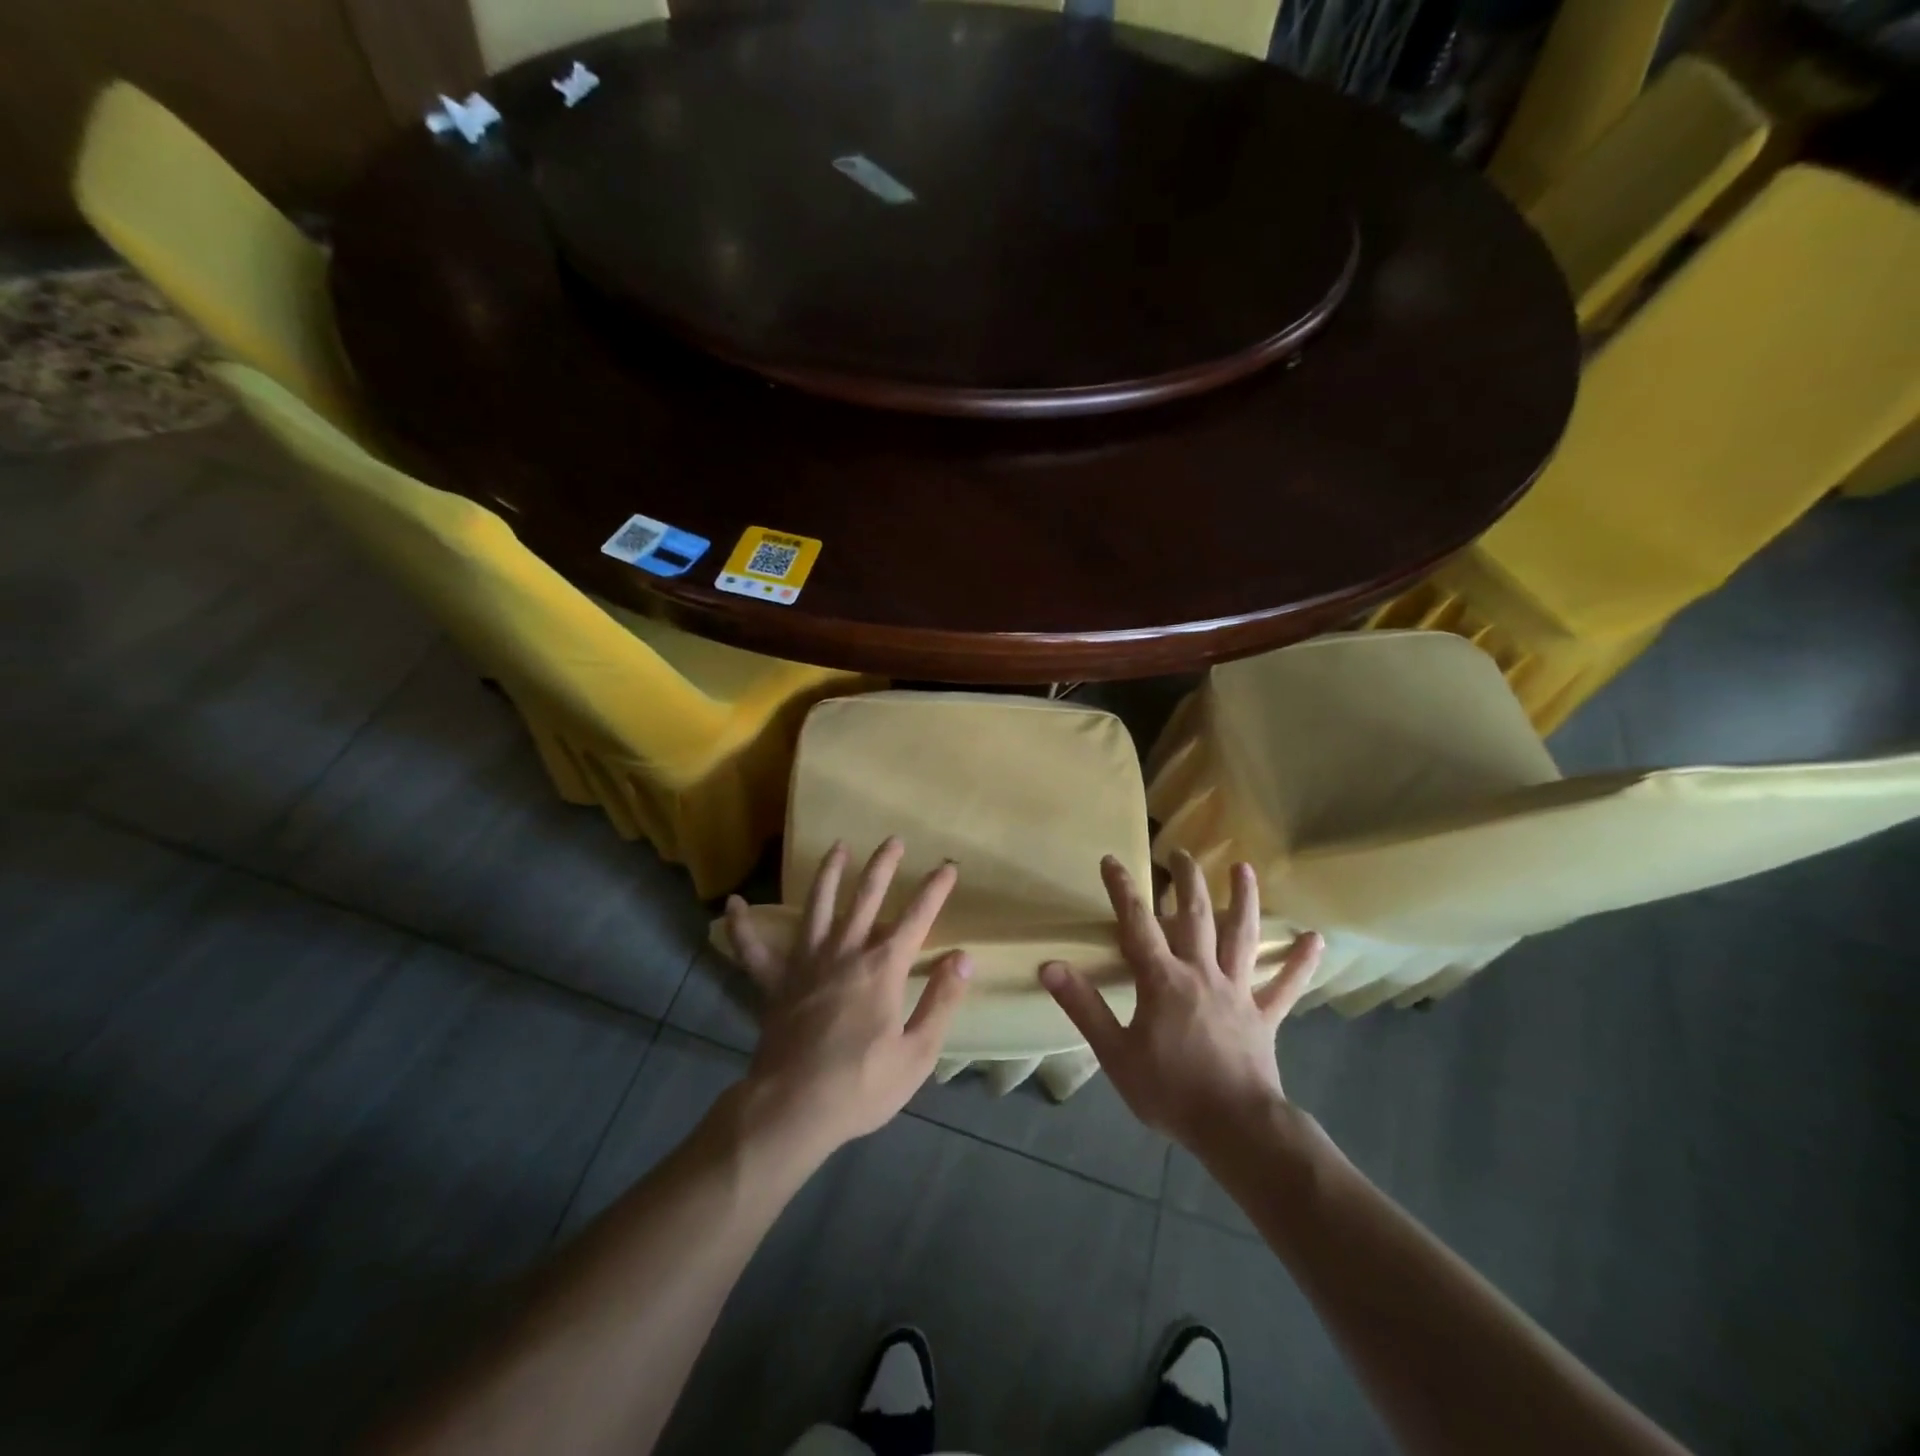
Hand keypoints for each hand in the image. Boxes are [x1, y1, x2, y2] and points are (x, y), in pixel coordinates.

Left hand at [724, 838, 971, 1160]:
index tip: (949, 866)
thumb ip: (941, 1001)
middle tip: (893, 840)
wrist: (792, 1109)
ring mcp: (805, 963)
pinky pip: (753, 950)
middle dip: (883, 866)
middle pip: (866, 897)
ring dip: (828, 874)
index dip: (935, 889)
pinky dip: (742, 928)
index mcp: (882, 968)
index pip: (917, 918)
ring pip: (817, 906)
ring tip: (837, 848)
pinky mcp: (774, 983)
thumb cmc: (861, 1086)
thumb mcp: (916, 1053)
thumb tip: (963, 958)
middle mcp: (844, 953)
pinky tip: (733, 904)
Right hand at [1040, 852, 1321, 1153]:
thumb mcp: (1115, 1052)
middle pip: (1194, 916)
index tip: (1111, 860)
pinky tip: (1315, 939)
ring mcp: (1238, 992)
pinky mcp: (1263, 1015)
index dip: (1123, 890)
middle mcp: (1202, 973)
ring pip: (1241, 936)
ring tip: (1244, 868)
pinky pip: (1284, 986)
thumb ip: (1083, 1006)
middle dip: (1186, 881)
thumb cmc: (1170, 1091)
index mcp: (1163, 980)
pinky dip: (1299, 962)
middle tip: (1181, 851)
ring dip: (1244, 900)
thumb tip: (1050, 966)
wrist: (1235, 1129)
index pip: (1138, 924)